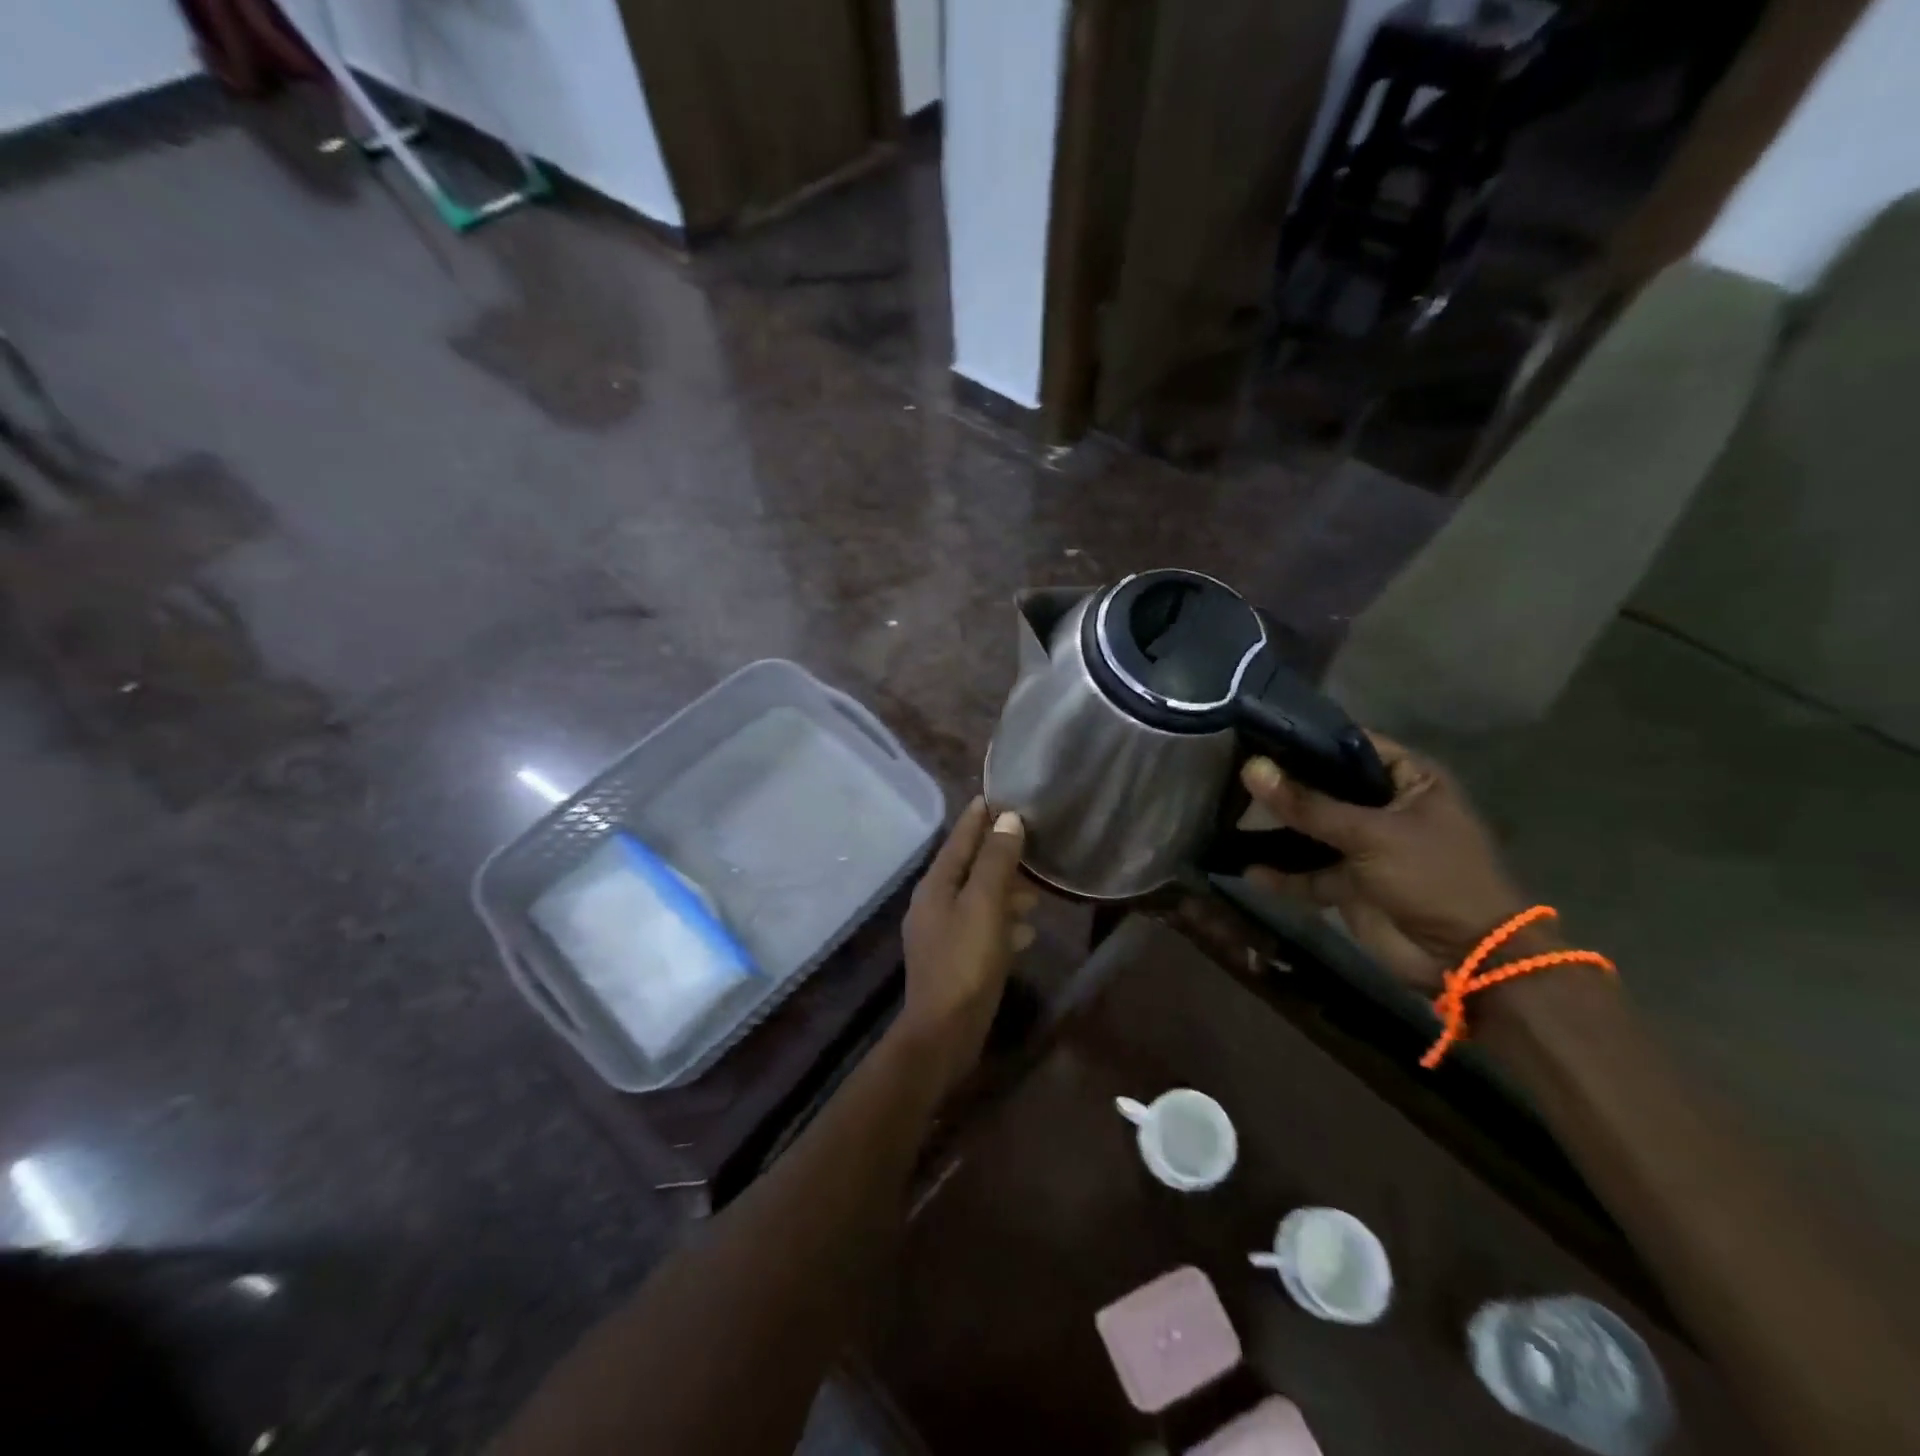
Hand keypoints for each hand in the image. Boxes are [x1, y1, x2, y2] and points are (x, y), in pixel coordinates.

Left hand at [900, 799, 1033, 1089]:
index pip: (959, 840)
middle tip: (1026, 841)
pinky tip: (1026, 930)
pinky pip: (981, 928)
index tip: (995, 796)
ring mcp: (941, 934)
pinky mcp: (953, 960)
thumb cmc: (965, 961)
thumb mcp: (985, 905)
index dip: (977, 818)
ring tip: (1034, 891)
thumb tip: (1008, 818)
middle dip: (996, 854)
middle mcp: (933, 904)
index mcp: (936, 885)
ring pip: (977, 899)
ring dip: (1003, 891)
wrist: (944, 1032)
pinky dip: (1002, 922)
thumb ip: (996, 861)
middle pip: (968, 868)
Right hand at [1241, 734, 1528, 989]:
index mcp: (1409, 781)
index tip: (1257, 732)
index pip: (1351, 746)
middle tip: (1230, 768)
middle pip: (1325, 787)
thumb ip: (1308, 804)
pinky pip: (1307, 873)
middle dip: (1282, 783)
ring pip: (1311, 830)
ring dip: (1276, 828)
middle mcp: (1384, 808)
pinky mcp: (1348, 883)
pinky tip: (1247, 868)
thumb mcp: (1370, 834)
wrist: (1466, 958)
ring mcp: (1364, 847)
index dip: (1308, 739)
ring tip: (1227, 812)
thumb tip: (1251, 768)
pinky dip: (1280, 874)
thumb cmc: (1433, 877)